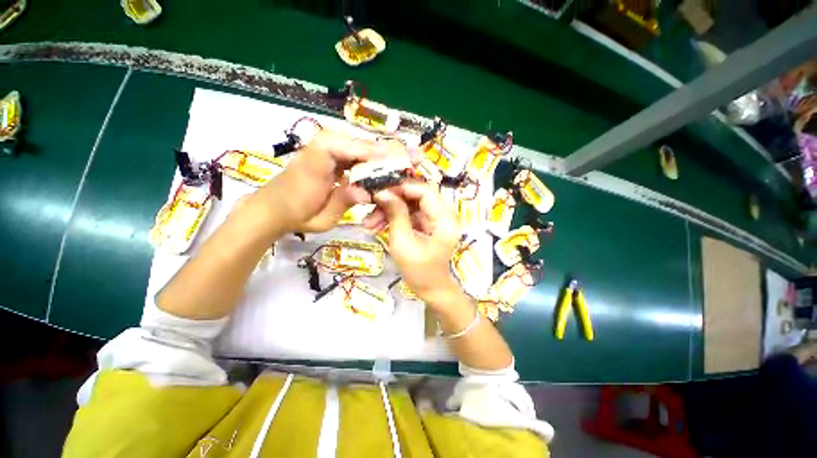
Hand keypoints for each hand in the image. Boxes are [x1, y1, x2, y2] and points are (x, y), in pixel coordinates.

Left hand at [256, 129, 391, 232]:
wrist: (272, 208)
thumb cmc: (297, 216)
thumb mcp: (322, 218)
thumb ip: (344, 202)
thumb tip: (368, 193)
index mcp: (313, 166)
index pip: (339, 147)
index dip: (364, 150)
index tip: (388, 155)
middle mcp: (315, 151)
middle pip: (348, 140)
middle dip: (373, 149)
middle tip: (394, 159)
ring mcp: (319, 149)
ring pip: (348, 141)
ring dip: (368, 151)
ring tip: (387, 163)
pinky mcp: (323, 153)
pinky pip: (345, 148)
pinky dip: (360, 155)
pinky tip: (371, 165)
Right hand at [363, 182, 462, 303]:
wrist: (431, 288)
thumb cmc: (419, 271)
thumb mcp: (403, 242)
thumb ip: (396, 214)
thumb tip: (382, 192)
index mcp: (445, 219)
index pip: (425, 190)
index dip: (402, 187)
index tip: (379, 191)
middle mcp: (444, 213)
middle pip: (417, 194)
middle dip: (392, 199)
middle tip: (371, 205)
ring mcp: (436, 217)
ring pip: (410, 203)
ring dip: (390, 209)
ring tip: (369, 222)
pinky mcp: (428, 222)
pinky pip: (410, 213)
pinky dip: (394, 217)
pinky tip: (377, 225)